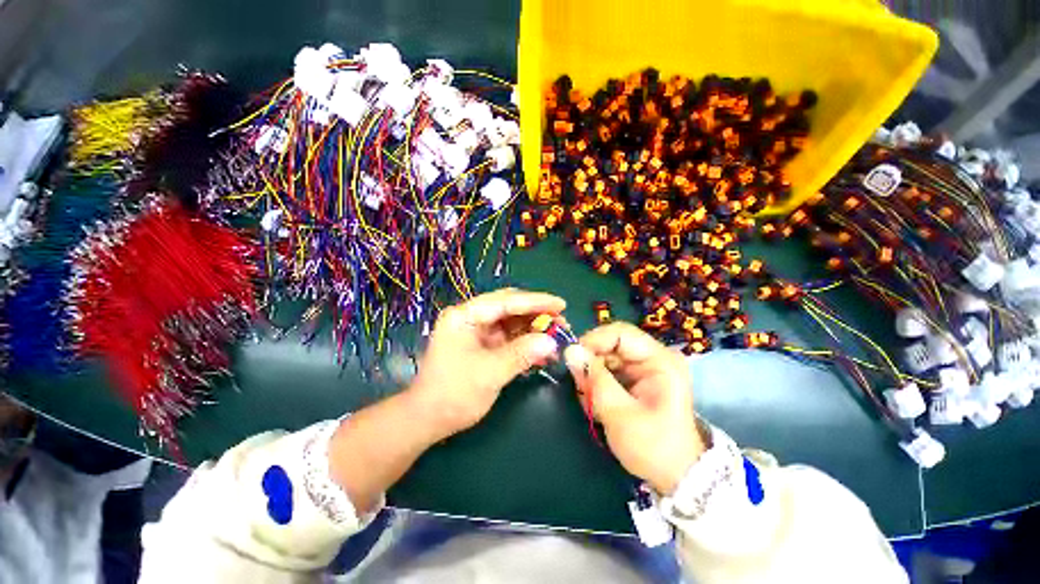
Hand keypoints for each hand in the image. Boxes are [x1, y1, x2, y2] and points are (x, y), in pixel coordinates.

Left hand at [410, 289, 564, 438]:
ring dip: (533, 328)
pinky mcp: (483, 345)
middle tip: (562, 320)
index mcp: (465, 316)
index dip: (535, 301)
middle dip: (536, 314)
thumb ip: (521, 354)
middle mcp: (471, 318)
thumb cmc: (453, 394)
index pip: (505, 301)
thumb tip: (552, 341)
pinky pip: (509, 338)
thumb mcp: (489, 373)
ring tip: (557, 335)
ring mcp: (477, 331)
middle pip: (509, 308)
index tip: (561, 304)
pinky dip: (525, 343)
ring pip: (511, 322)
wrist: (428, 420)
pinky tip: (542, 350)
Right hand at [564, 323, 704, 494]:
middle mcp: (653, 357)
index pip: (621, 333)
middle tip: (580, 385)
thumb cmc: (653, 447)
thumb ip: (595, 379)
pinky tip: (596, 402)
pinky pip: (608, 369)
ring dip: (592, 375)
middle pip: (611, 344)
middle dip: (591, 362)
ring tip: (590, 400)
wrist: (677, 476)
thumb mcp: (620, 414)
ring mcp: (644, 368)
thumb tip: (570, 350)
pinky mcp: (636, 378)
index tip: (573, 358)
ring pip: (605, 357)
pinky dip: (597, 382)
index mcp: (660, 360)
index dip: (593, 340)